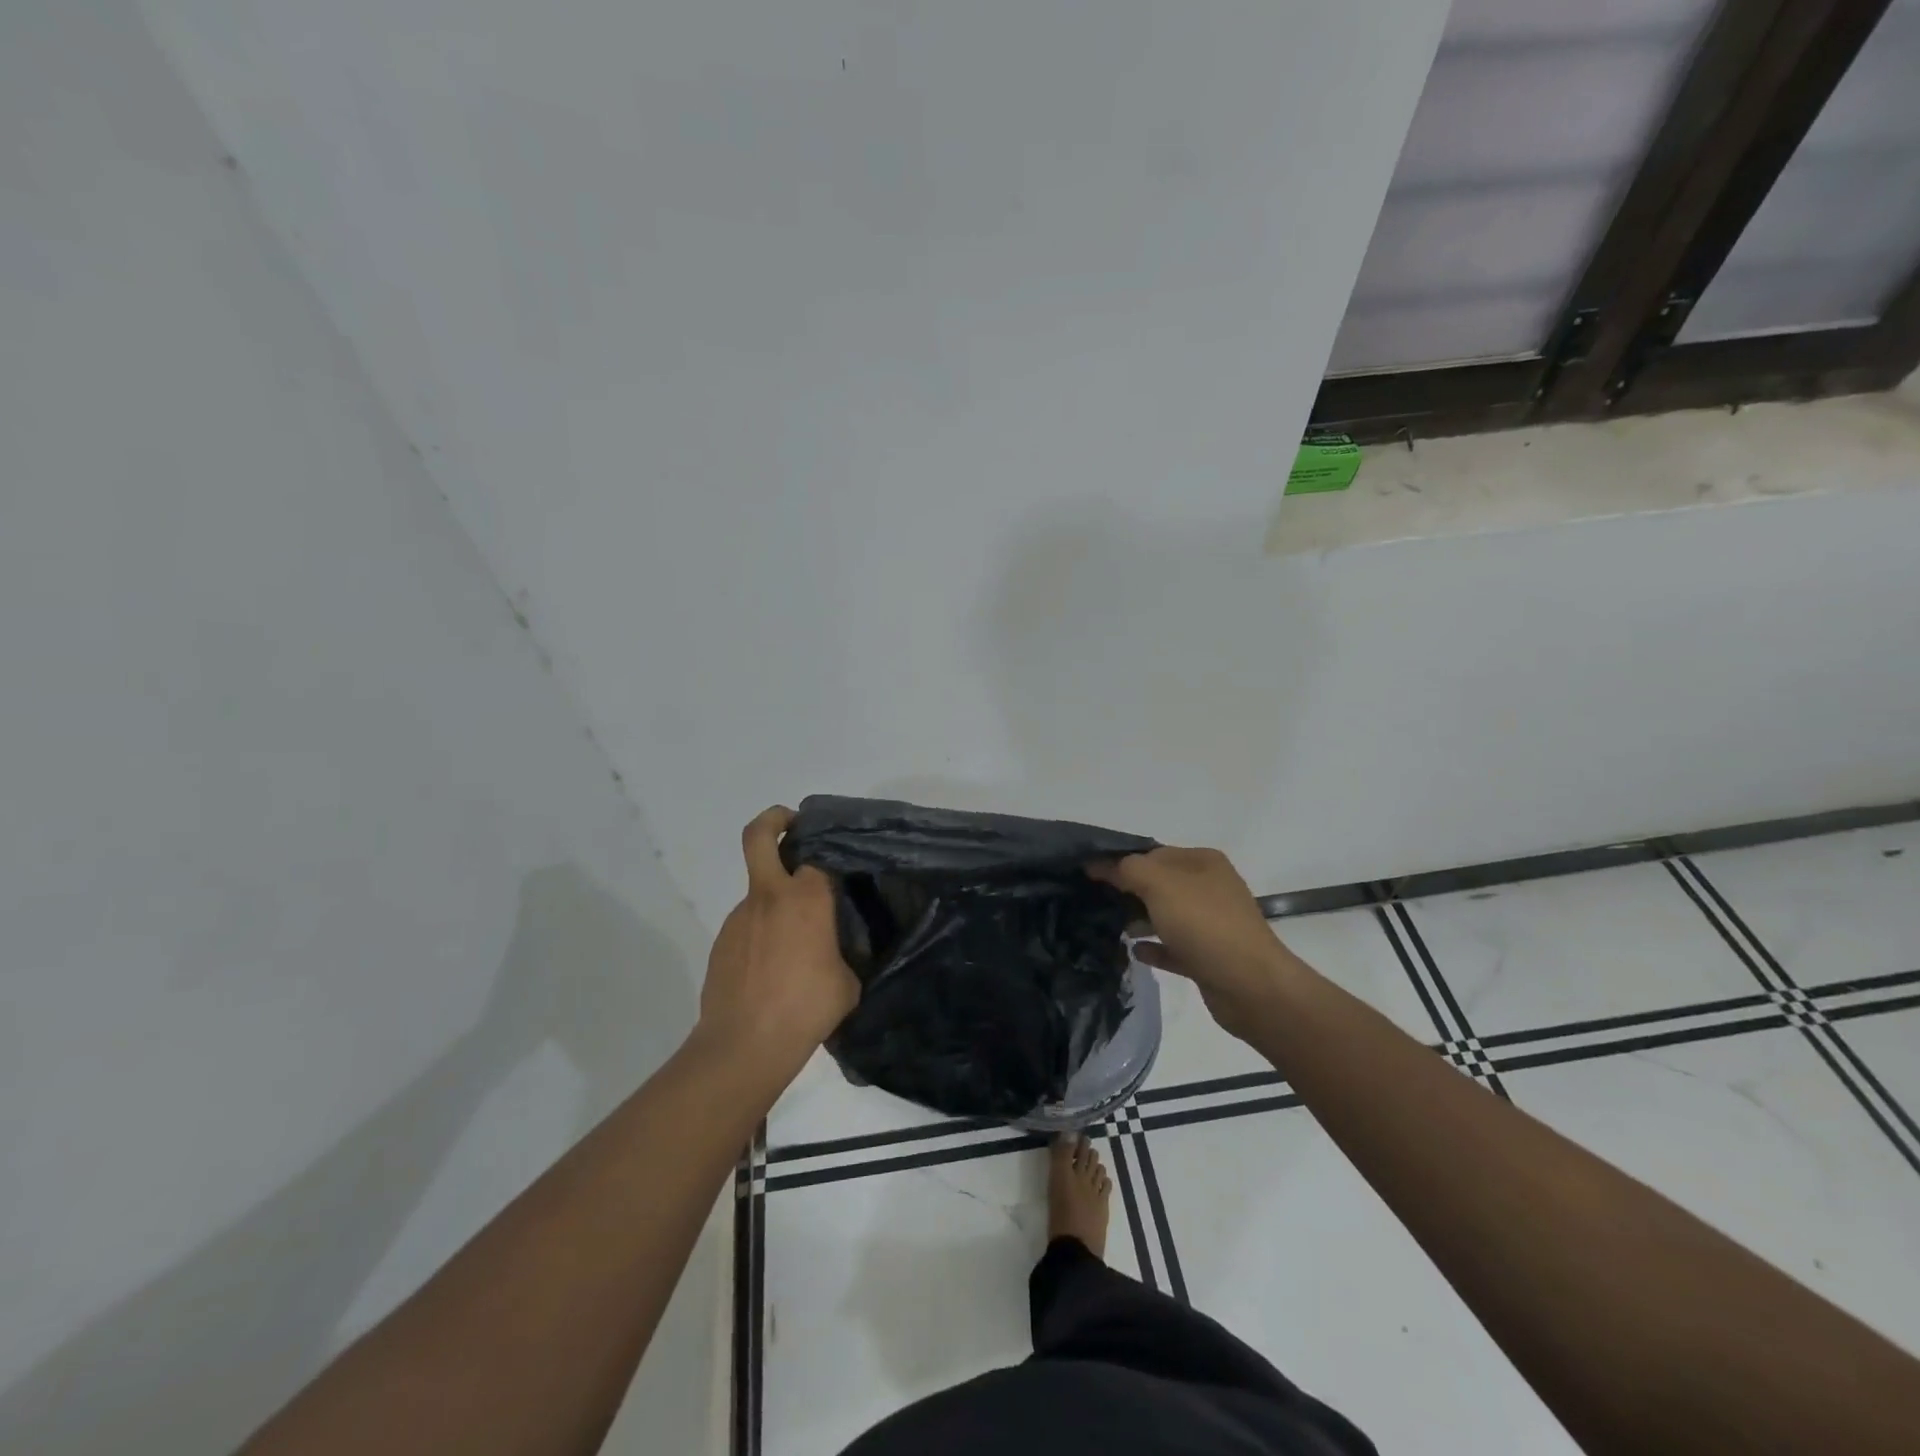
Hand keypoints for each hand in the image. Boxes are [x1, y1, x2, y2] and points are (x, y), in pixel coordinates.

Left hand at [696, 807, 858, 1076]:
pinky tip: (774, 970)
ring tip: (797, 945)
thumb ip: (845, 953)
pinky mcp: (721, 942)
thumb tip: (836, 950)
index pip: (818, 854)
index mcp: (806, 898)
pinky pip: (748, 925)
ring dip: (776, 901)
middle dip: (775, 820)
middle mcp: (769, 896)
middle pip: (760, 836)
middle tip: (794, 826)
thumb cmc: (806, 1008)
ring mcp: (739, 917)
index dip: (829, 853)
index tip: (840, 863)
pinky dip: (763, 934)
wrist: (744, 1045)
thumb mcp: (848, 982)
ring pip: (758, 890)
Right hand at [1090, 847, 1291, 1040]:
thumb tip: (1097, 863)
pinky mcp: (1208, 957)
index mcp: (1202, 862)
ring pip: (1165, 915)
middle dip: (1127, 890)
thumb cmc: (1205, 924)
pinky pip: (1172, 947)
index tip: (1088, 874)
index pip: (1153, 853)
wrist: (1251, 987)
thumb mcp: (1159, 885)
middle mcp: (1209, 888)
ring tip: (1107, 926)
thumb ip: (1125, 869)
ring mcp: (1211, 924)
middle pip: (1158, 883)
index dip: (1120, 861)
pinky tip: (1132, 952)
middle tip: (1092, 901)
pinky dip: (1153, 947)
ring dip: (1138, 919)